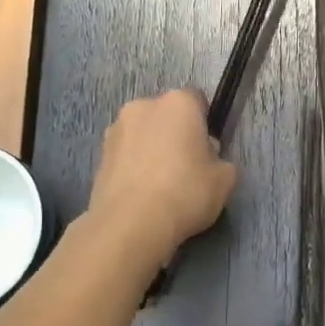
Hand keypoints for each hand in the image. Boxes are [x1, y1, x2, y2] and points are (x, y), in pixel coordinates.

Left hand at [87, 90, 237, 261]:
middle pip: (167, 115)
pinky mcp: (99, 154)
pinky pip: (126, 154)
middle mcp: (144, 105)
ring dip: (151, 148)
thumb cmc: (185, 193)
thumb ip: (221, 160)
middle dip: (175, 134)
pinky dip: (134, 166)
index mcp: (178, 102)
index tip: (207, 150)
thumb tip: (207, 158)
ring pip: (143, 133)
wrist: (130, 224)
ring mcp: (116, 129)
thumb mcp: (225, 180)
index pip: (197, 100)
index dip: (205, 124)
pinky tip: (141, 193)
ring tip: (159, 185)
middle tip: (186, 167)